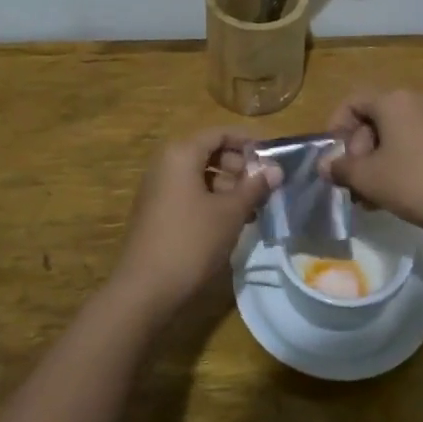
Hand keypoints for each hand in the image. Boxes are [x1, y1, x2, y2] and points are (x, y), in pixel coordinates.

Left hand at [112, 129, 280, 318]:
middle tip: (263, 187)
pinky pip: (189, 193)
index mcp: (181, 154)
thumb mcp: (230, 212)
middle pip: (209, 152)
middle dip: (239, 166)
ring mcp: (158, 188)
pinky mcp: (157, 211)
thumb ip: (254, 187)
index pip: (219, 133)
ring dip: (228, 186)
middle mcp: (166, 164)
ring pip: (200, 175)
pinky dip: (212, 200)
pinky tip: (232, 222)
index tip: (272, 158)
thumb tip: (277, 169)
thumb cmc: (191, 241)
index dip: (248, 142)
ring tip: (253, 208)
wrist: (145, 288)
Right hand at [320, 89, 422, 243]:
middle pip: (374, 119)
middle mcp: (418, 101)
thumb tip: (324, 165)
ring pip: (396, 136)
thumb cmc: (418, 184)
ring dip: (378, 163)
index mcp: (394, 101)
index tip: (333, 160)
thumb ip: (341, 169)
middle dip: (358, 152)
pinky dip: (402, 164)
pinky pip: (418, 144)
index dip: (335, 128)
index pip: (352, 102)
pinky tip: (402, 195)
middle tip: (354, 186)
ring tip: (374, 198)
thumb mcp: (370, 179)